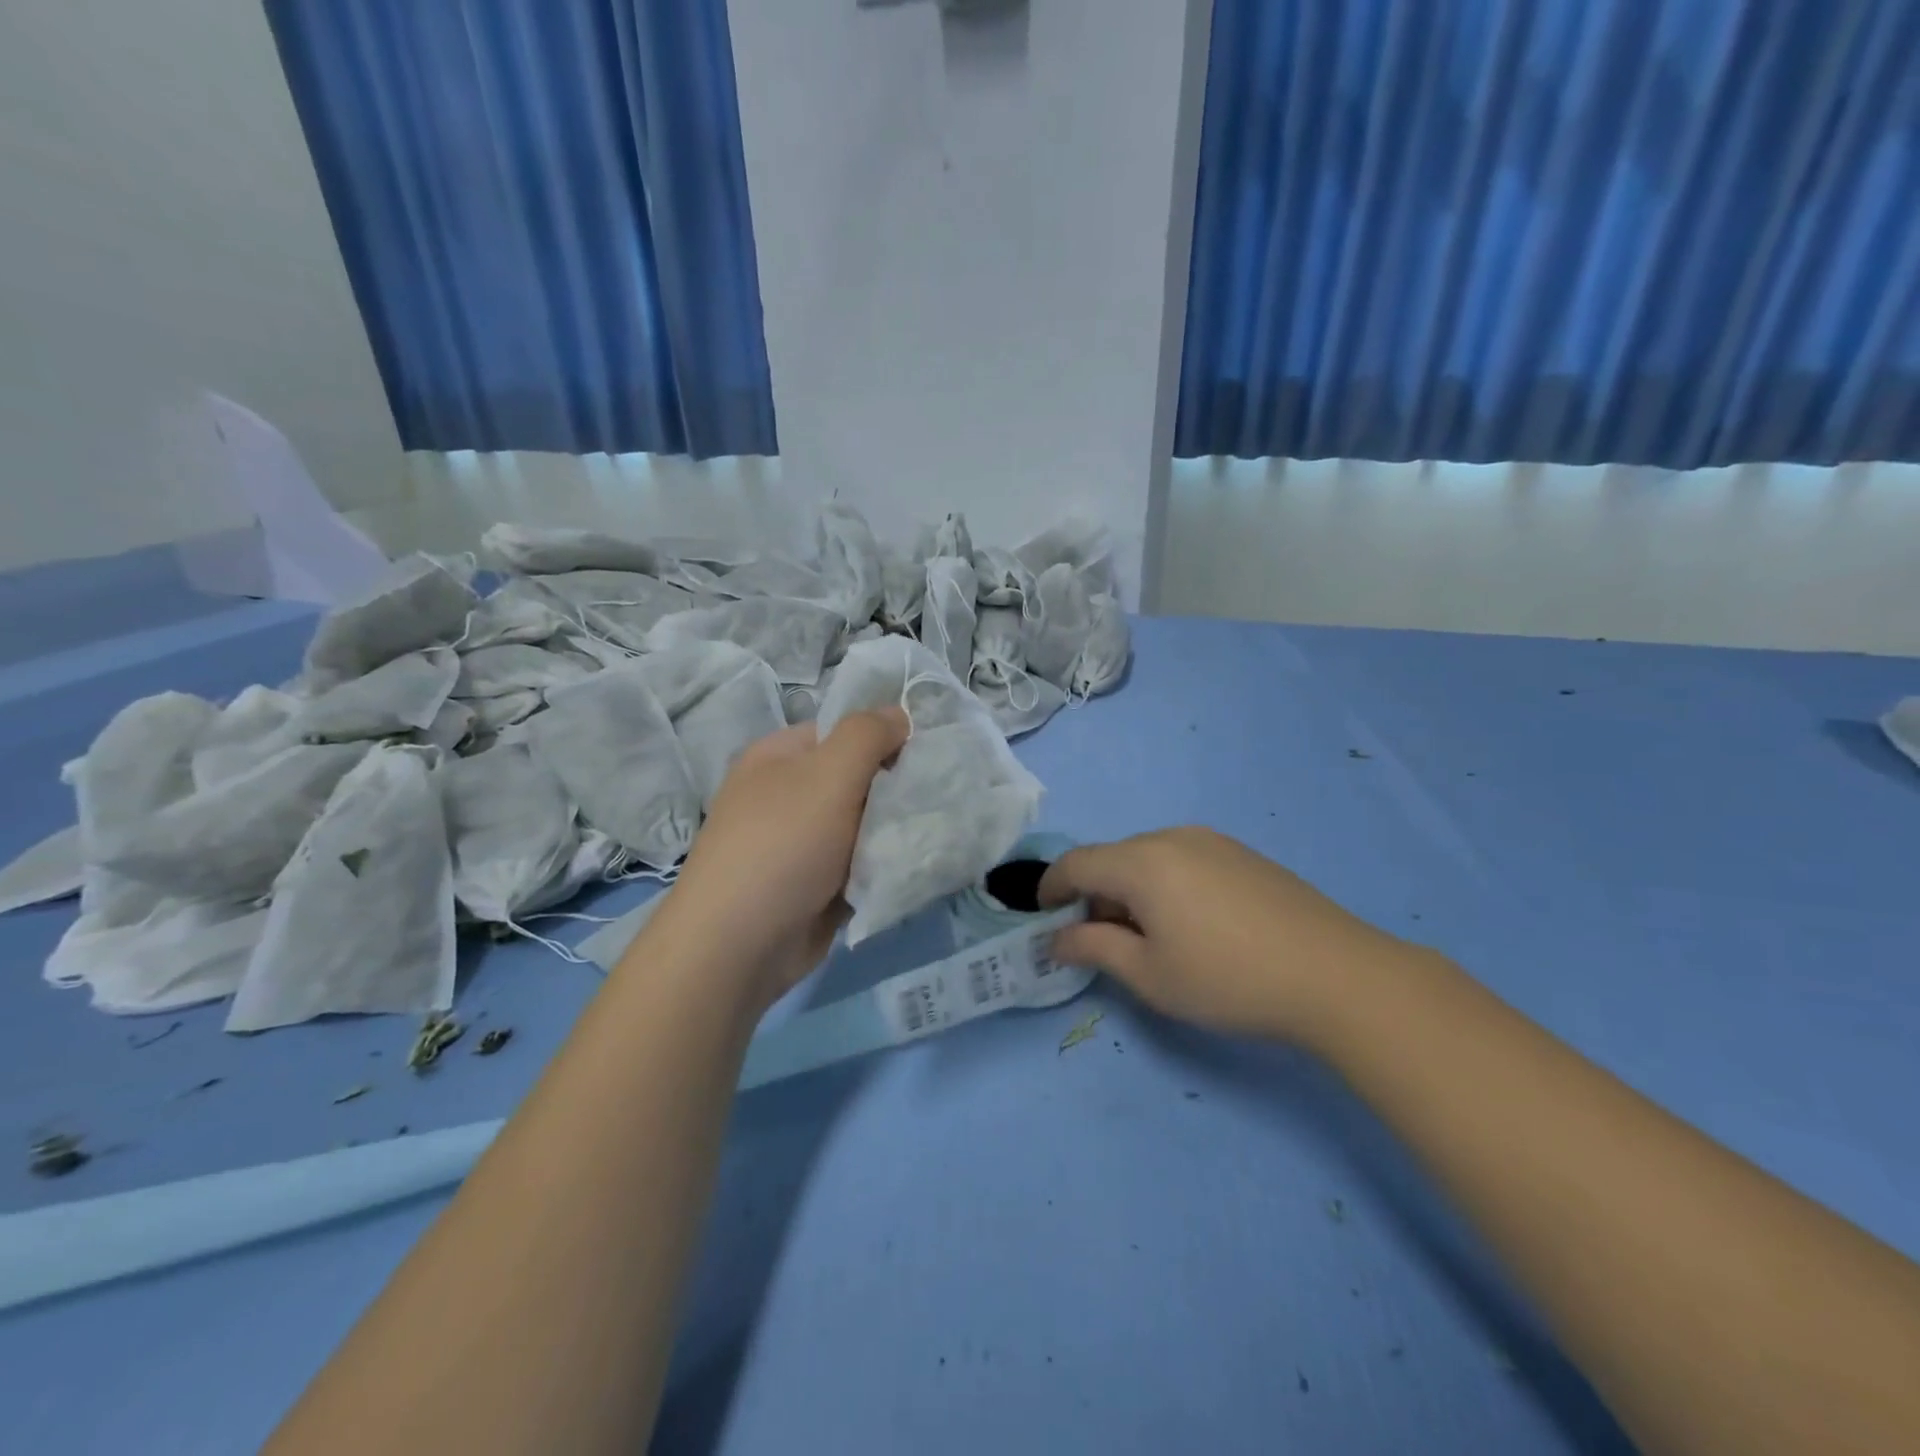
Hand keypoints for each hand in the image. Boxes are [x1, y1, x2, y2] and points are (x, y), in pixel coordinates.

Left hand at [649, 708, 909, 1009]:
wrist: (739, 946)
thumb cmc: (783, 845)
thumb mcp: (829, 773)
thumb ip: (868, 734)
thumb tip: (899, 714)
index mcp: (779, 756)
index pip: (844, 732)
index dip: (886, 739)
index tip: (925, 760)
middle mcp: (786, 795)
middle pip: (857, 779)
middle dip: (895, 791)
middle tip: (933, 802)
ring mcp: (799, 844)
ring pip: (863, 825)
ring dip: (892, 833)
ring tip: (930, 836)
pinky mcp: (813, 886)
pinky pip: (859, 865)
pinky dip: (881, 868)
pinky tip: (911, 869)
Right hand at [1038, 827, 1412, 1041]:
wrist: (1337, 974)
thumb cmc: (1228, 979)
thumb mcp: (1149, 975)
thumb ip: (1092, 948)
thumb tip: (1056, 938)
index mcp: (1141, 861)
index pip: (1076, 863)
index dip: (1051, 888)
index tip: (1042, 918)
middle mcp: (1172, 837)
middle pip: (1112, 859)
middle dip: (1093, 895)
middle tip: (1098, 941)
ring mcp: (1212, 841)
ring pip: (1148, 858)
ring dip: (1130, 890)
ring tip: (1147, 937)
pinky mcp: (1242, 853)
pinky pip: (1182, 860)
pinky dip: (1164, 885)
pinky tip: (1191, 925)